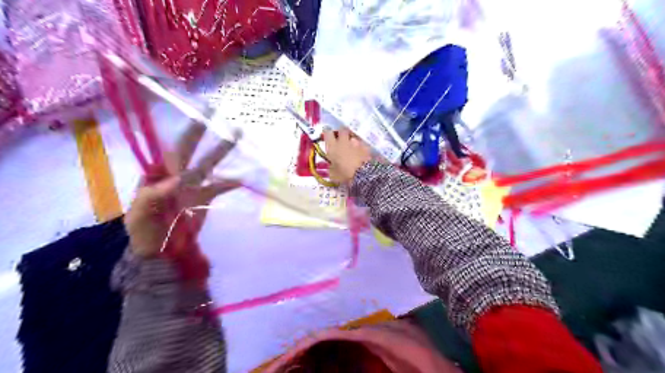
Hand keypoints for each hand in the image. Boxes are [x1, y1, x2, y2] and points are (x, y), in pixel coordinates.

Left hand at [126, 122, 239, 258]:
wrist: (160, 252)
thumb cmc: (143, 231)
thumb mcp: (139, 214)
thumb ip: (154, 194)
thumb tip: (179, 179)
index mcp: (158, 175)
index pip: (170, 150)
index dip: (182, 134)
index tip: (196, 118)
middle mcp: (177, 175)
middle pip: (191, 150)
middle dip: (202, 132)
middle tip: (214, 114)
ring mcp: (193, 187)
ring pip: (209, 164)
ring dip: (221, 151)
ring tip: (236, 135)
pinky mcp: (205, 199)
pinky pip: (220, 187)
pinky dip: (231, 183)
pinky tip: (243, 178)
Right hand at [324, 128, 371, 182]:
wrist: (363, 175)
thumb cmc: (344, 175)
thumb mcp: (333, 175)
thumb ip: (331, 168)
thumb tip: (332, 165)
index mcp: (332, 147)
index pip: (327, 133)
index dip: (327, 132)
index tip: (327, 133)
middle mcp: (343, 141)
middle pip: (342, 129)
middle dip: (341, 132)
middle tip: (341, 137)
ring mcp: (356, 142)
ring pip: (353, 135)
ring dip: (352, 139)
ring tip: (353, 145)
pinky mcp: (366, 146)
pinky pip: (362, 143)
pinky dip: (361, 146)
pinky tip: (362, 152)